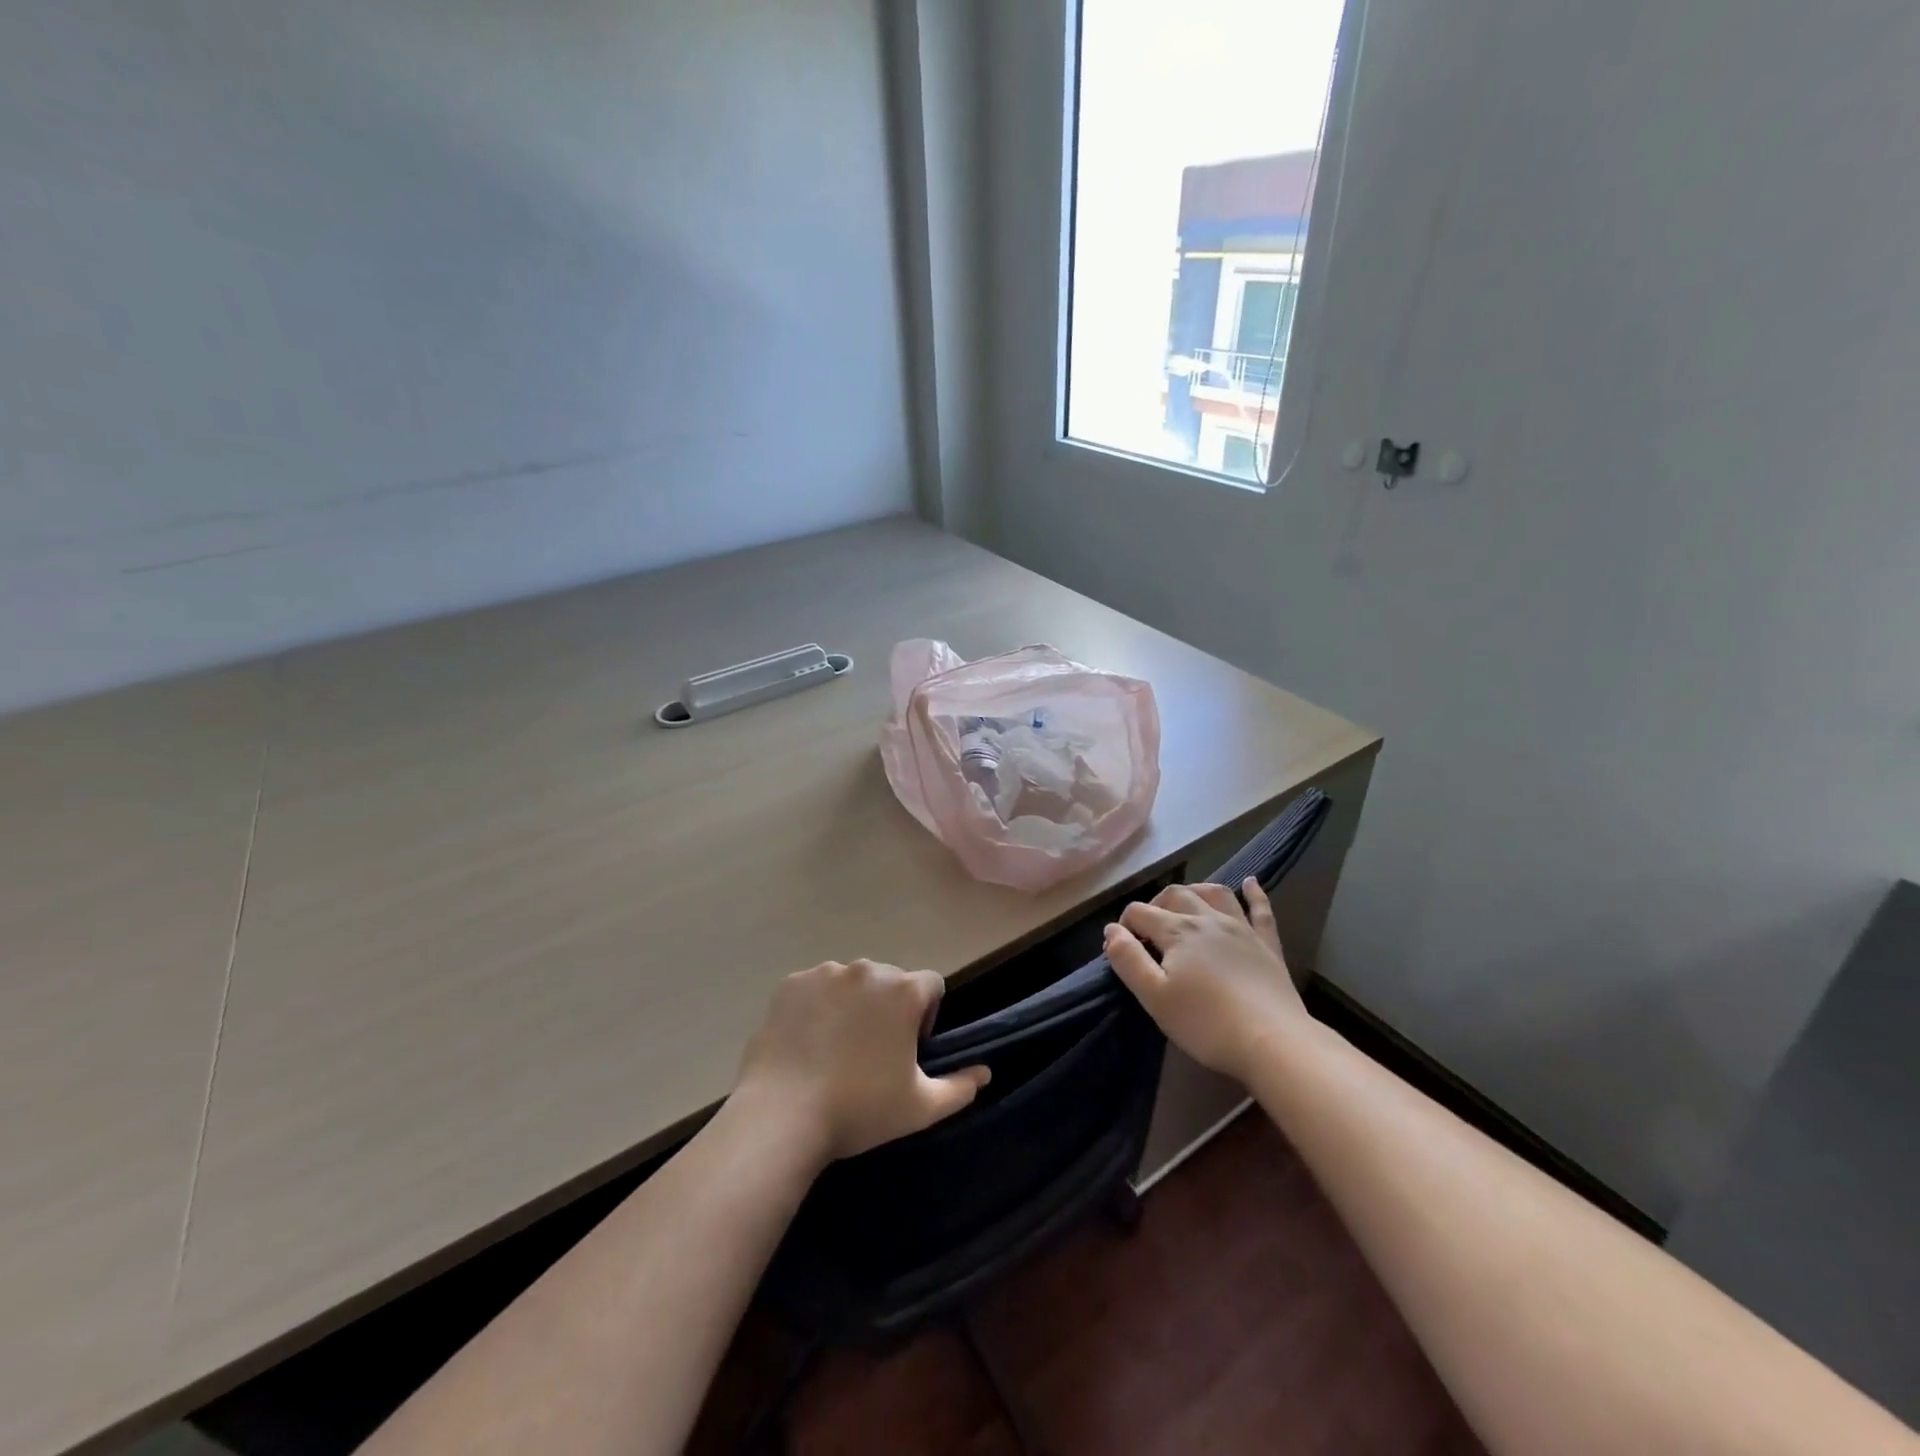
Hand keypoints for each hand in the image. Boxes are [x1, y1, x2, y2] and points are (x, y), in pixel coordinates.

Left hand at [733, 959, 990, 1165]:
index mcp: (903, 991)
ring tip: (835, 1049)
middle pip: (889, 981)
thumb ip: (960, 1087)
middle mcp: (867, 970)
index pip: (931, 985)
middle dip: (888, 1008)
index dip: (927, 1014)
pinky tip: (806, 1043)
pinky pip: (814, 988)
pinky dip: (816, 1006)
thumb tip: (985, 1073)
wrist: (782, 1115)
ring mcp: (825, 973)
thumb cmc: (860, 1109)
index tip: (910, 1048)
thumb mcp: (920, 1107)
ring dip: (852, 1004)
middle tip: (872, 1053)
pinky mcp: (791, 984)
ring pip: (851, 982)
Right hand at [1103, 878, 1308, 1083]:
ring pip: (1215, 893)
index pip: (1140, 913)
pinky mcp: (1267, 945)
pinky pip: (1261, 910)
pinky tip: (1250, 882)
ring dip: (1195, 890)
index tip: (1122, 949)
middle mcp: (1207, 919)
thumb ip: (1128, 959)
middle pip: (1175, 895)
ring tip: (1185, 901)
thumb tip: (1111, 930)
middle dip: (1155, 904)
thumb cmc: (1206, 1023)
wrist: (1272, 1042)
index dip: (1125, 926)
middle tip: (1148, 930)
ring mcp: (1241, 929)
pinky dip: (1254, 893)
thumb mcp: (1154, 996)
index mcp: (1177, 931)